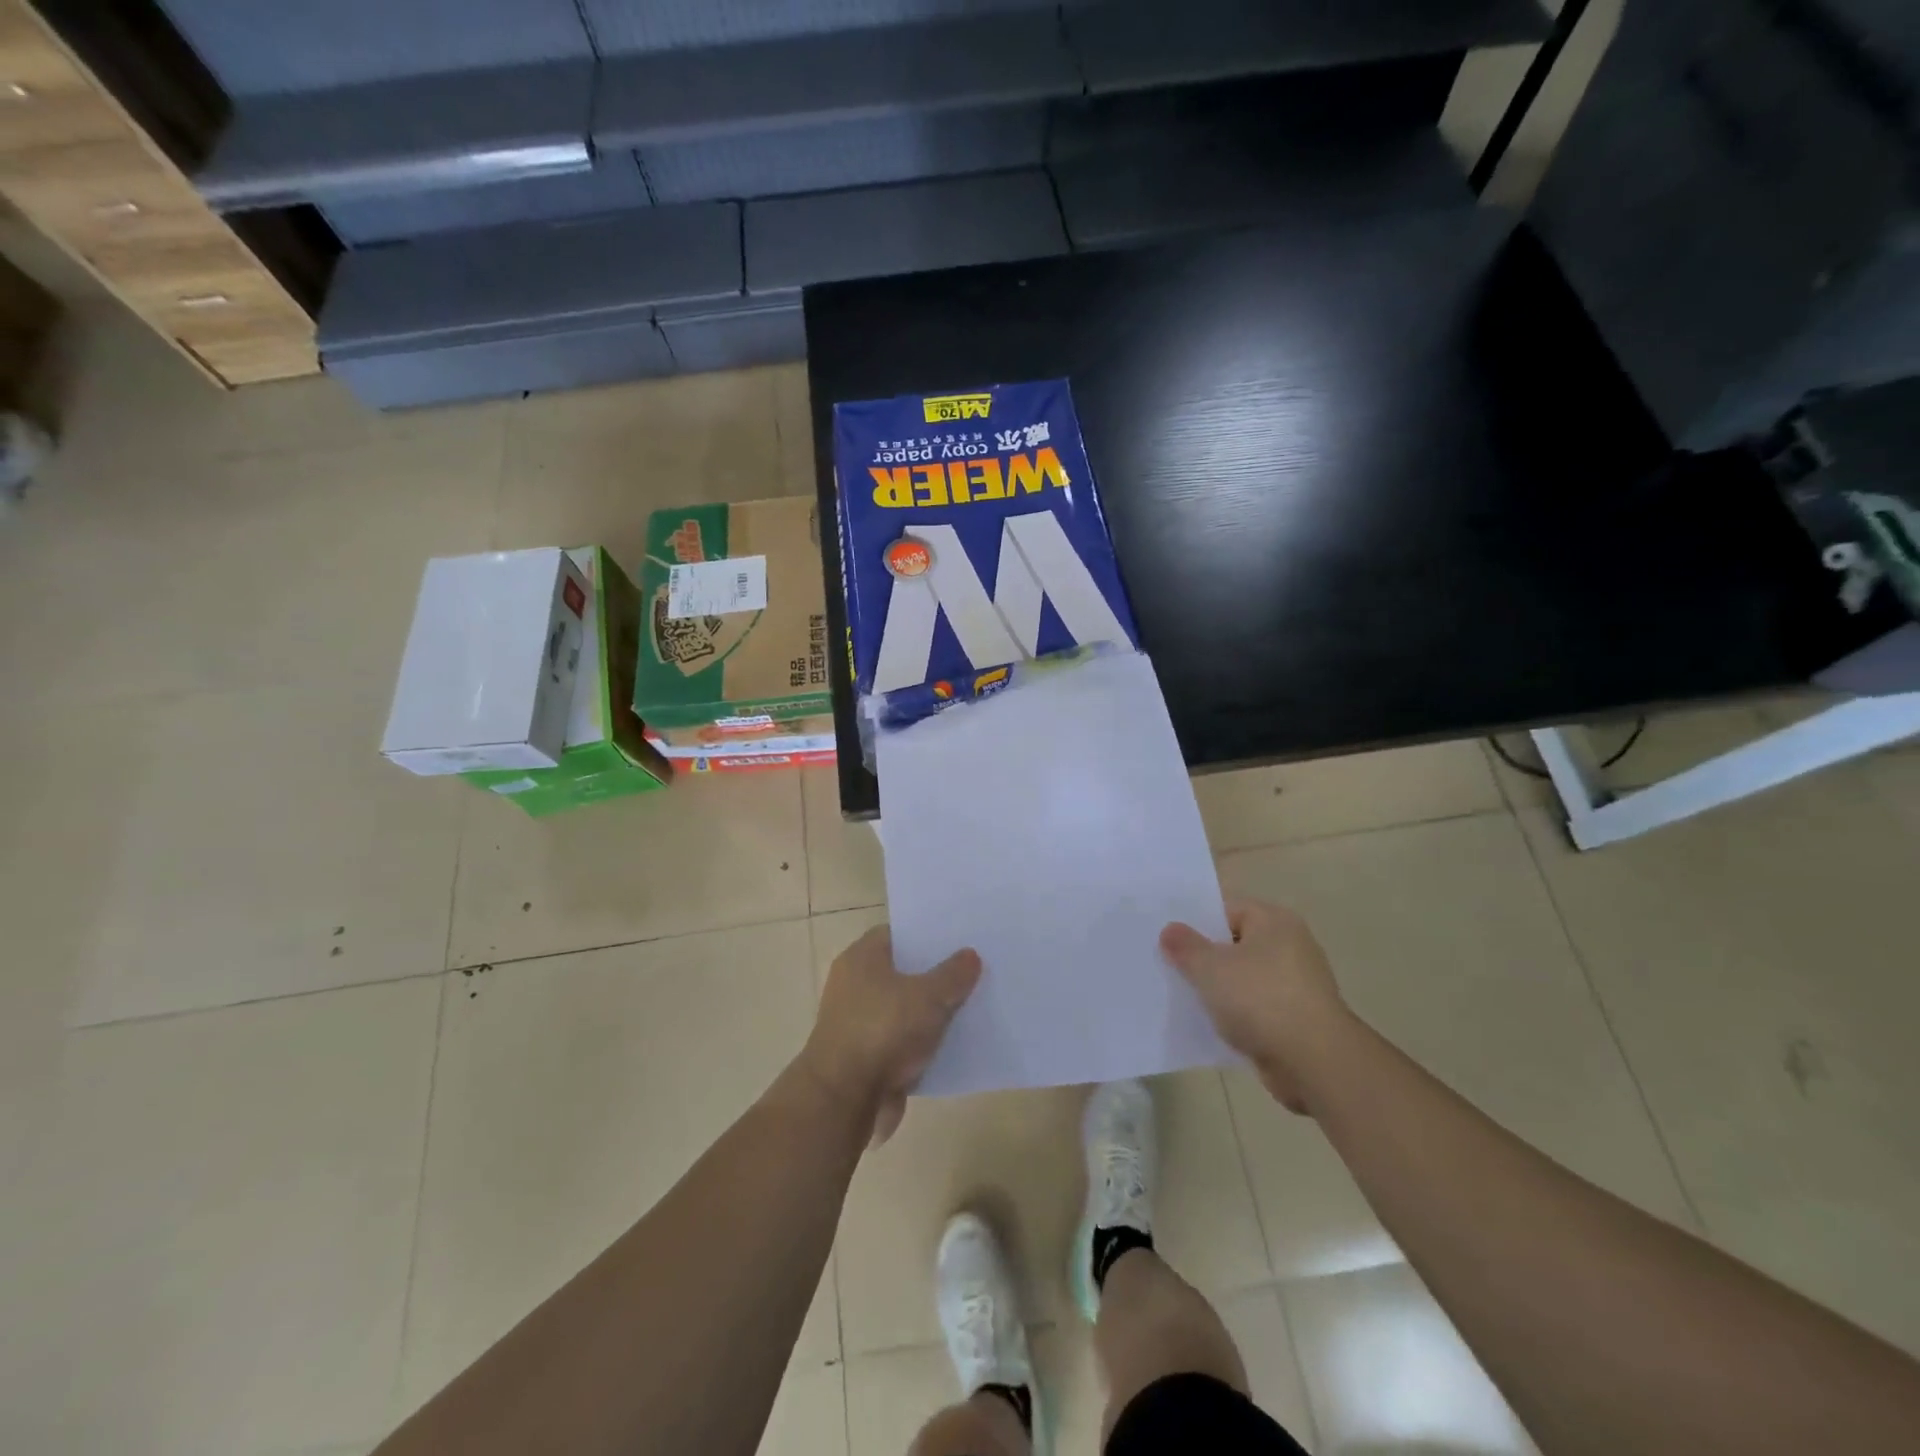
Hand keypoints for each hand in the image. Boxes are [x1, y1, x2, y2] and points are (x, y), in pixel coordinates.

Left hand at [800, 925, 981, 1145]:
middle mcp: (854, 984)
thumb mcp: (929, 997)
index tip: (958, 940)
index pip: (897, 934)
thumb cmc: (883, 1031)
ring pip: (903, 1008)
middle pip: (901, 971)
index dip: (927, 935)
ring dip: (928, 1012)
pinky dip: (920, 1043)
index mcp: (862, 958)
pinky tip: (951, 1044)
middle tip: (971, 972)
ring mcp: (857, 1022)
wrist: (844, 1099)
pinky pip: (900, 1041)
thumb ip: (953, 974)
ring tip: (969, 1007)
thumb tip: (970, 955)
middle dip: (933, 974)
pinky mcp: (863, 1057)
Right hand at [1161, 898, 1353, 1114]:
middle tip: (1168, 965)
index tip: (1167, 937)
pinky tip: (1210, 1024)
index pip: (1226, 909)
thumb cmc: (1261, 1000)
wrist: (1315, 1064)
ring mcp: (1296, 985)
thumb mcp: (1210, 968)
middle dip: (1204, 956)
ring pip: (1244, 978)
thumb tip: (1170, 930)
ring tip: (1182, 995)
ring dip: (1219, 989)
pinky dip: (1236, 1015)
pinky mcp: (1296, 1019)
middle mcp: (1290, 946)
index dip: (1195, 921)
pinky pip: (1255, 1008)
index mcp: (1274, 921)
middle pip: (1235, 944)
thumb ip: (1185, 946)